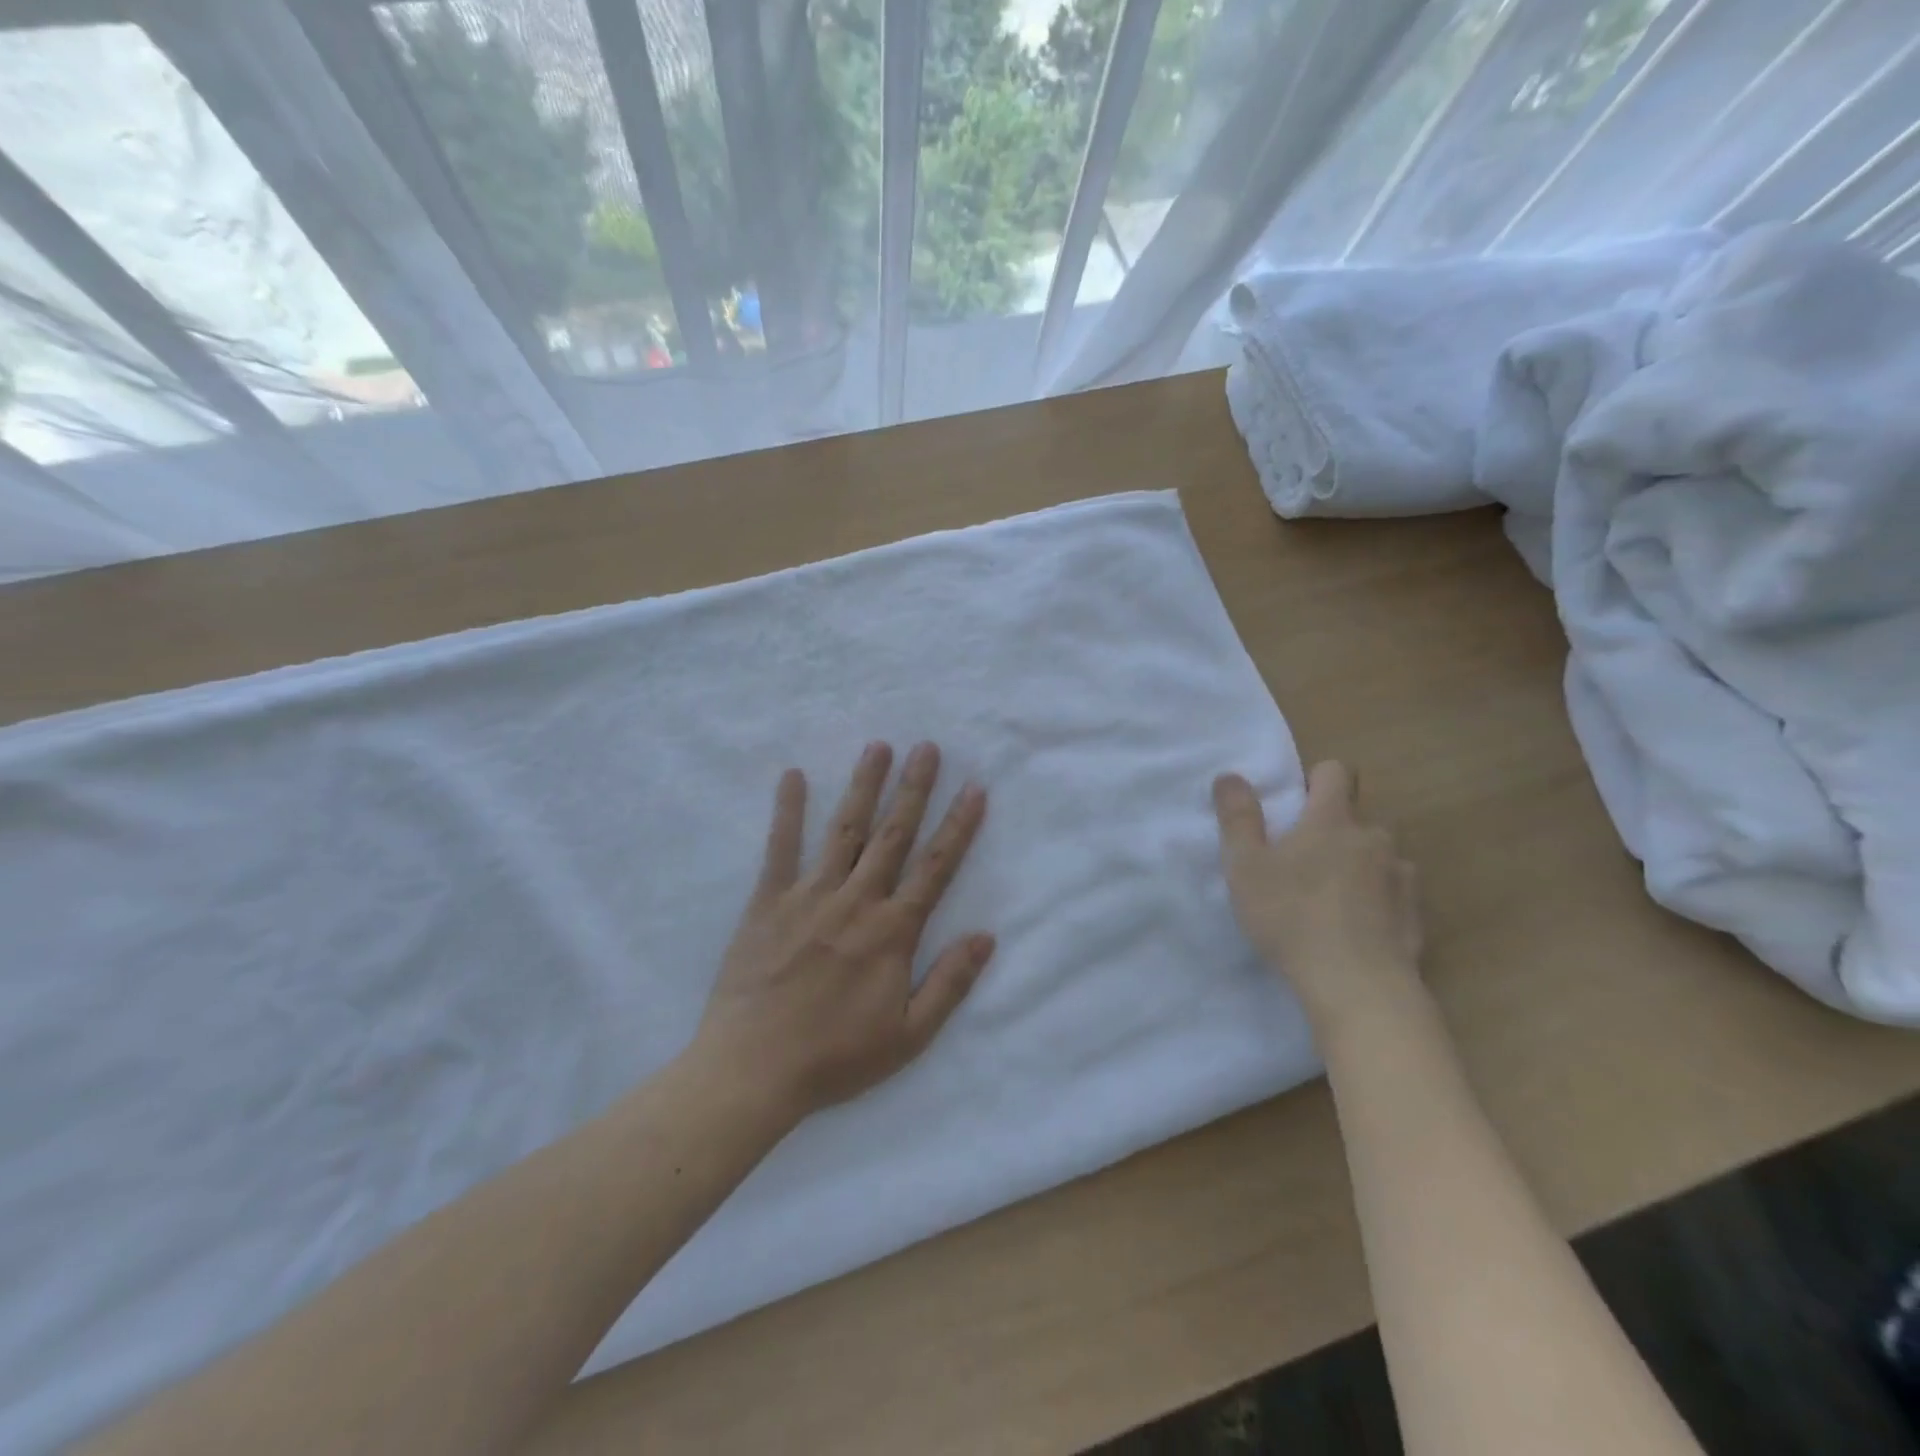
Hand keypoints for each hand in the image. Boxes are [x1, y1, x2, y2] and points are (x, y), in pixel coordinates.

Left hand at [695, 741, 993, 1120]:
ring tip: (879, 747)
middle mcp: (855, 901)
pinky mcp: (768, 902)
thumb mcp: (909, 1036)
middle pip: (892, 835)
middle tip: (928, 747)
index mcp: (892, 931)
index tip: (974, 788)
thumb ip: (950, 982)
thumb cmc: (835, 1057)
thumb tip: (986, 936)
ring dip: (864, 786)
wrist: (752, 1071)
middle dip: (914, 789)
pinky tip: (793, 776)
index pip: (935, 867)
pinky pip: (780, 848)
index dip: (959, 826)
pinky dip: (787, 811)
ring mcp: (809, 896)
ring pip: (844, 830)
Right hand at [1213, 760, 1422, 1028]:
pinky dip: (1378, 901)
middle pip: (1357, 817)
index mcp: (1331, 820)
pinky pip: (1395, 893)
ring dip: (1358, 865)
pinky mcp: (1416, 915)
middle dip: (1333, 829)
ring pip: (1378, 856)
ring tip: (1331, 899)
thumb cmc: (1292, 917)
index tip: (1296, 804)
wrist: (1358, 986)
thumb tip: (1230, 776)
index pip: (1337, 772)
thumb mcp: (1246, 867)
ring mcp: (1401, 876)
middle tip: (1302, 861)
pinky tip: (1357, 929)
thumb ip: (1238, 818)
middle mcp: (1374, 838)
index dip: (1317, 779)